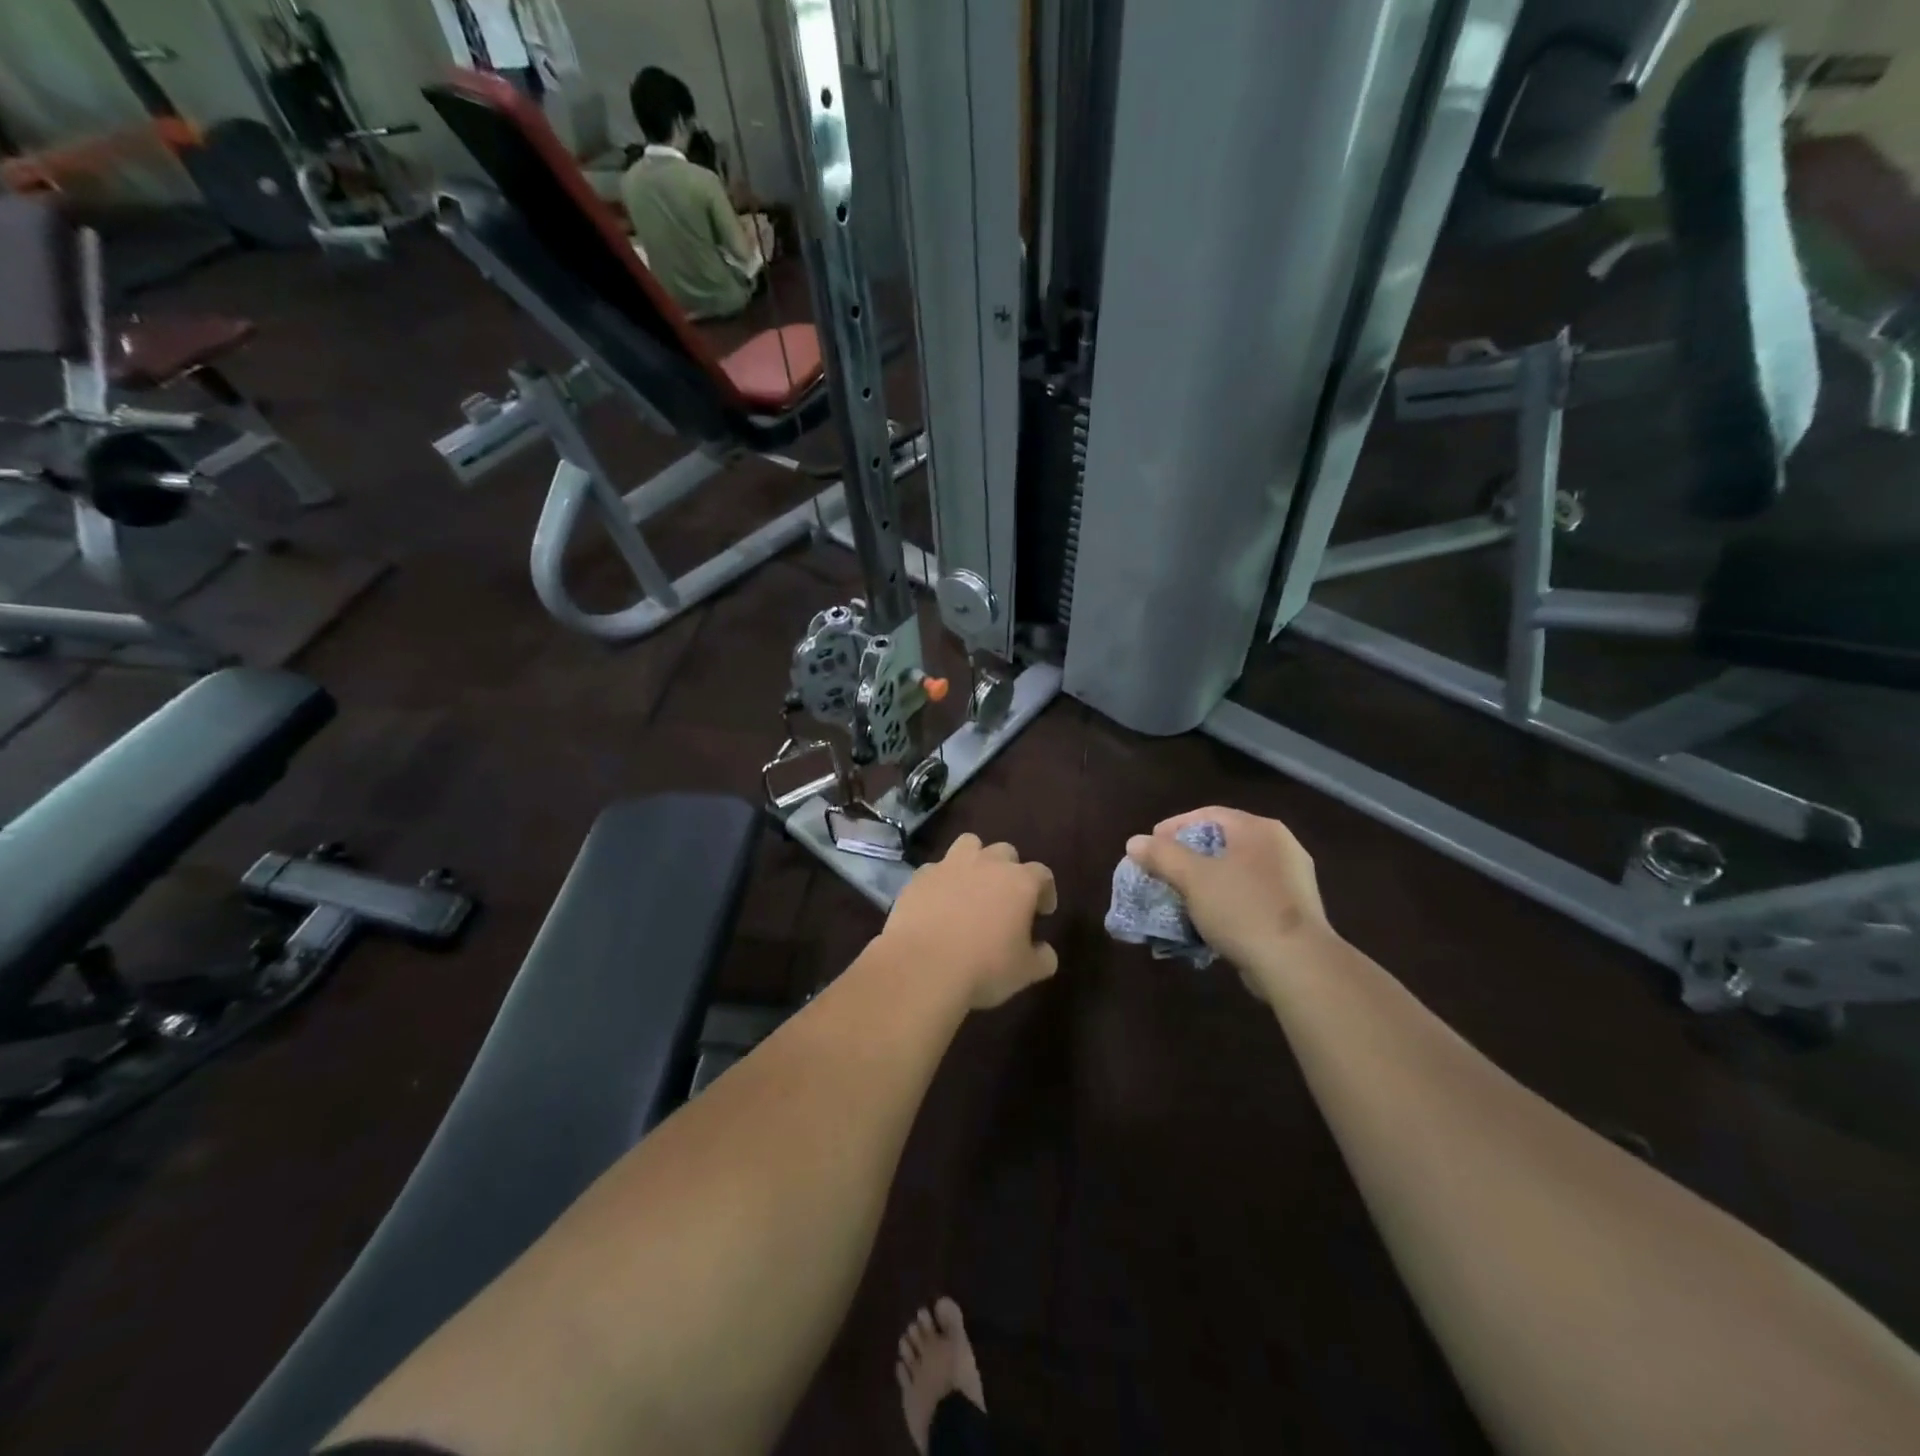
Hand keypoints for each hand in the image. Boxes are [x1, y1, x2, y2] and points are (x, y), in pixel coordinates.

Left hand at [882, 834, 1057, 1008]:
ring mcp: (950, 865)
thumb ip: (1042, 958)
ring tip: (972, 887)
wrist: (922, 966)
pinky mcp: (920, 876)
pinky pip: (936, 869)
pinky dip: (942, 881)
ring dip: (975, 861)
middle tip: (1006, 899)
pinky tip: (939, 903)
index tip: (1043, 912)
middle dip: (1010, 870)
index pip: (1042, 874)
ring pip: (969, 845)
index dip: (1046, 891)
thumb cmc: (984, 967)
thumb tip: (1045, 952)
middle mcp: (987, 864)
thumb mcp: (1025, 972)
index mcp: (1019, 882)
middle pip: (1005, 852)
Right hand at [1126, 808, 1336, 997]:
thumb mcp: (1192, 878)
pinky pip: (1250, 894)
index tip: (1150, 846)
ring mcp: (1292, 879)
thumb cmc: (1242, 908)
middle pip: (1223, 841)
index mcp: (1259, 829)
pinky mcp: (1295, 910)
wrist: (1296, 964)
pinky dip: (1226, 900)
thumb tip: (1135, 842)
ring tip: (1181, 895)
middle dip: (1188, 856)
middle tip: (1163, 870)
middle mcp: (1281, 846)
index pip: (1208, 814)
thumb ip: (1162, 855)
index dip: (1174, 827)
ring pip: (1237, 870)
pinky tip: (1209, 917)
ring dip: (1206, 880)